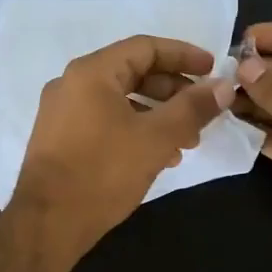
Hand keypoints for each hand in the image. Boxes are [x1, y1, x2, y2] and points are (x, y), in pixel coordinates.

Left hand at [10, 34, 234, 261]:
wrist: (47, 223)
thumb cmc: (103, 172)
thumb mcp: (156, 138)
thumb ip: (192, 108)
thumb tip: (224, 86)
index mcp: (91, 73)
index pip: (145, 47)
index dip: (184, 55)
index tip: (213, 71)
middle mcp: (72, 84)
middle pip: (133, 73)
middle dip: (173, 92)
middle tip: (203, 112)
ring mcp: (62, 113)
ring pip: (121, 101)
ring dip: (157, 115)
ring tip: (187, 142)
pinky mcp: (60, 140)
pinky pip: (105, 122)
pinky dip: (135, 130)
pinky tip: (159, 158)